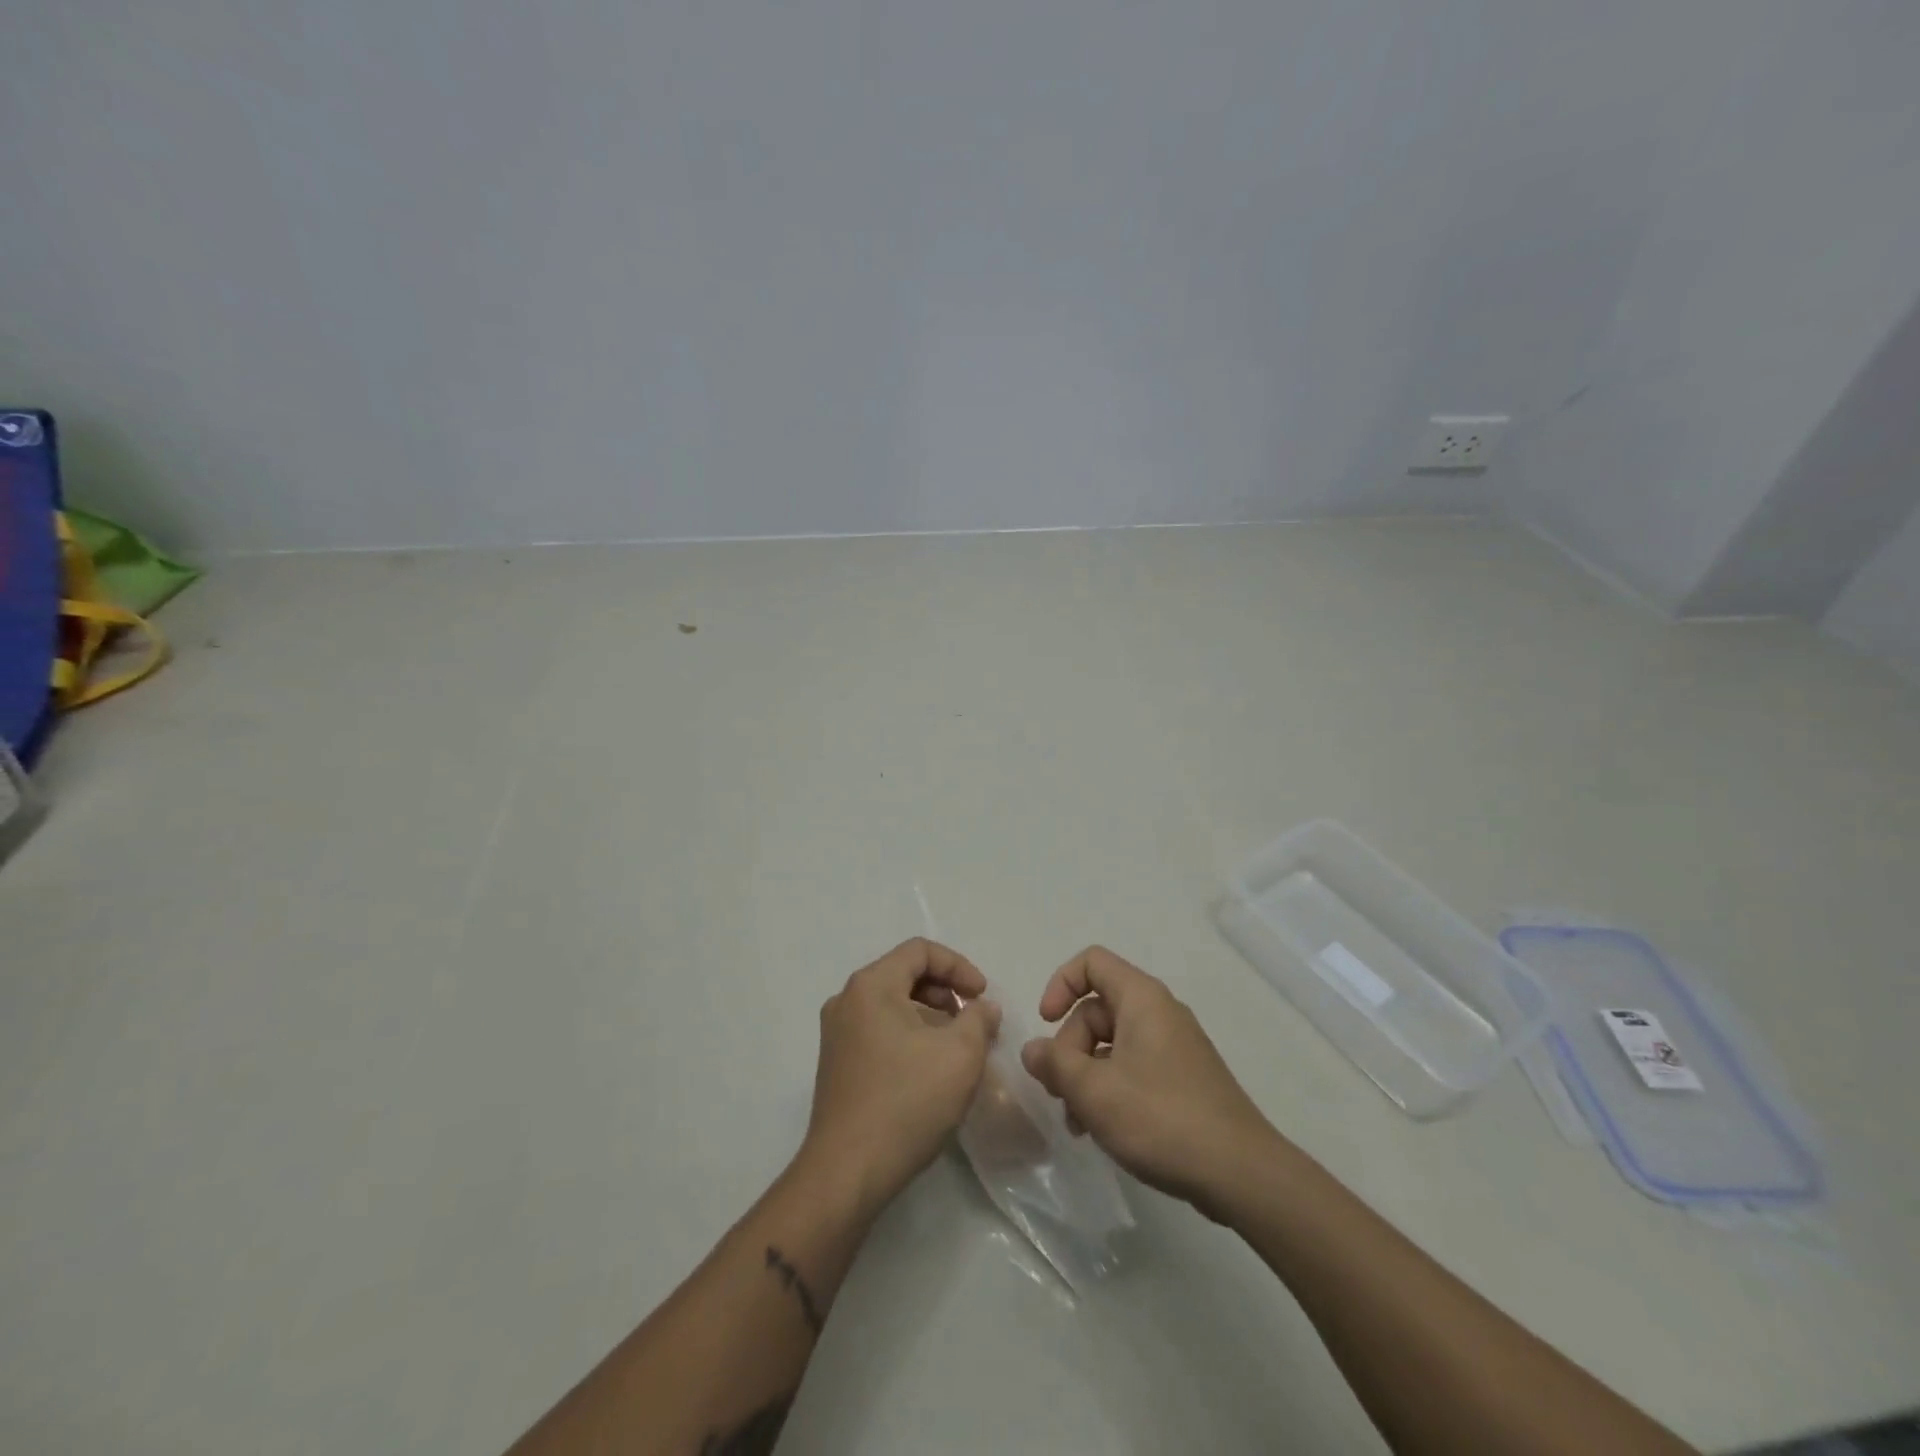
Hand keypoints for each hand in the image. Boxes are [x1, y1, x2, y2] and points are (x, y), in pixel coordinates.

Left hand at [800, 938, 1000, 1212]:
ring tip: (958, 1047)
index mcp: (871, 985)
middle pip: (904, 974)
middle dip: (946, 992)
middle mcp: (847, 1000)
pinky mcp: (837, 1064)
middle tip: (974, 1021)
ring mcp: (837, 1034)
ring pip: (893, 1005)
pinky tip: (931, 1069)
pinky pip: (880, 1030)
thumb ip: (979, 1019)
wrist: (847, 1172)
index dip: (959, 966)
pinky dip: (910, 1036)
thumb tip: (983, 1007)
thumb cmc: (906, 1102)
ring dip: (930, 1016)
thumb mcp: (960, 1055)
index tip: (983, 996)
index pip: (920, 951)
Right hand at [1021, 946, 1282, 1215]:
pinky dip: (1110, 1089)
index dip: (1060, 984)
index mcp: (1141, 998)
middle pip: (1096, 1010)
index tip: (1046, 1024)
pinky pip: (1133, 1067)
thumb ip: (1054, 1063)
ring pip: (1111, 1044)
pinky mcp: (1183, 1079)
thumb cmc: (1161, 1118)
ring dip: (1086, 1076)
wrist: (1240, 1173)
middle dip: (1069, 1049)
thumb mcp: (1093, 1090)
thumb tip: (1032, 1049)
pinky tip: (1102, 1130)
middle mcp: (1159, 1012)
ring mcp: (1174, 1046)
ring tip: (1078, 1123)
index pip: (1091, 962)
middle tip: (1060, 1094)